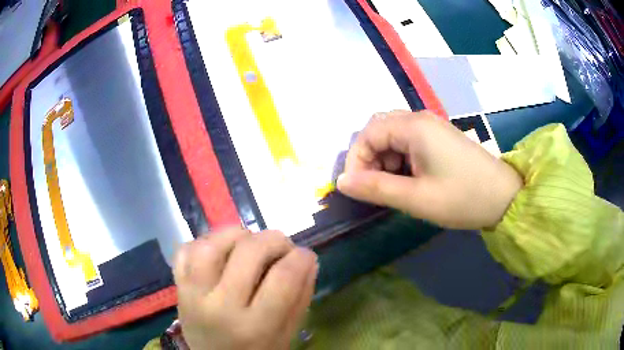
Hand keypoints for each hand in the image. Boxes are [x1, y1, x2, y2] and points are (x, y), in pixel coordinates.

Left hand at [174, 228, 317, 349]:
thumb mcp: (286, 334)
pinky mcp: (178, 287)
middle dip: (274, 240)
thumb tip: (307, 258)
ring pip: (211, 245)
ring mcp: (193, 295)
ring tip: (248, 245)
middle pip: (249, 252)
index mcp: (255, 327)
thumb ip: (300, 298)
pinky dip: (204, 242)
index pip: (283, 277)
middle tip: (281, 248)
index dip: (301, 257)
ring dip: (236, 235)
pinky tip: (220, 253)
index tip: (305, 255)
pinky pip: (185, 251)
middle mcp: (220, 307)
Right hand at [337, 110, 522, 228]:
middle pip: (379, 130)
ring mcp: (432, 127)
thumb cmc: (462, 197)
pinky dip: (400, 160)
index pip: (368, 133)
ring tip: (394, 187)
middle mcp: (420, 119)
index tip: (356, 189)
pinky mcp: (439, 138)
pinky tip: (410, 180)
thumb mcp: (416, 197)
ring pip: (393, 136)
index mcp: (414, 127)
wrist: (504, 197)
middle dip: (369, 158)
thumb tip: (342, 183)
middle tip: (375, 187)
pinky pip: (409, 142)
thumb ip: (375, 188)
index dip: (356, 160)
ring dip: (385, 160)